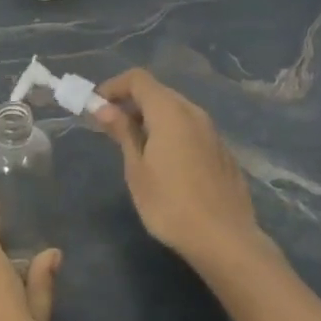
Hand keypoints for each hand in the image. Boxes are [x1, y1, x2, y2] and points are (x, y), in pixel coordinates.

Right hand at [95, 68, 263, 268]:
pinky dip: (171, 133)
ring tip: (134, 146)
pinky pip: (191, 130)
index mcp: (170, 112)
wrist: (225, 240)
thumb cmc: (170, 204)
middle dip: (131, 102)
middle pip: (158, 92)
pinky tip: (165, 164)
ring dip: (151, 118)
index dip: (113, 86)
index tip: (95, 106)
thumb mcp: (136, 169)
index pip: (138, 79)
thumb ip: (122, 132)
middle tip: (110, 126)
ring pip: (176, 111)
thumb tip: (104, 108)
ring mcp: (212, 132)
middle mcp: (194, 113)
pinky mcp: (222, 152)